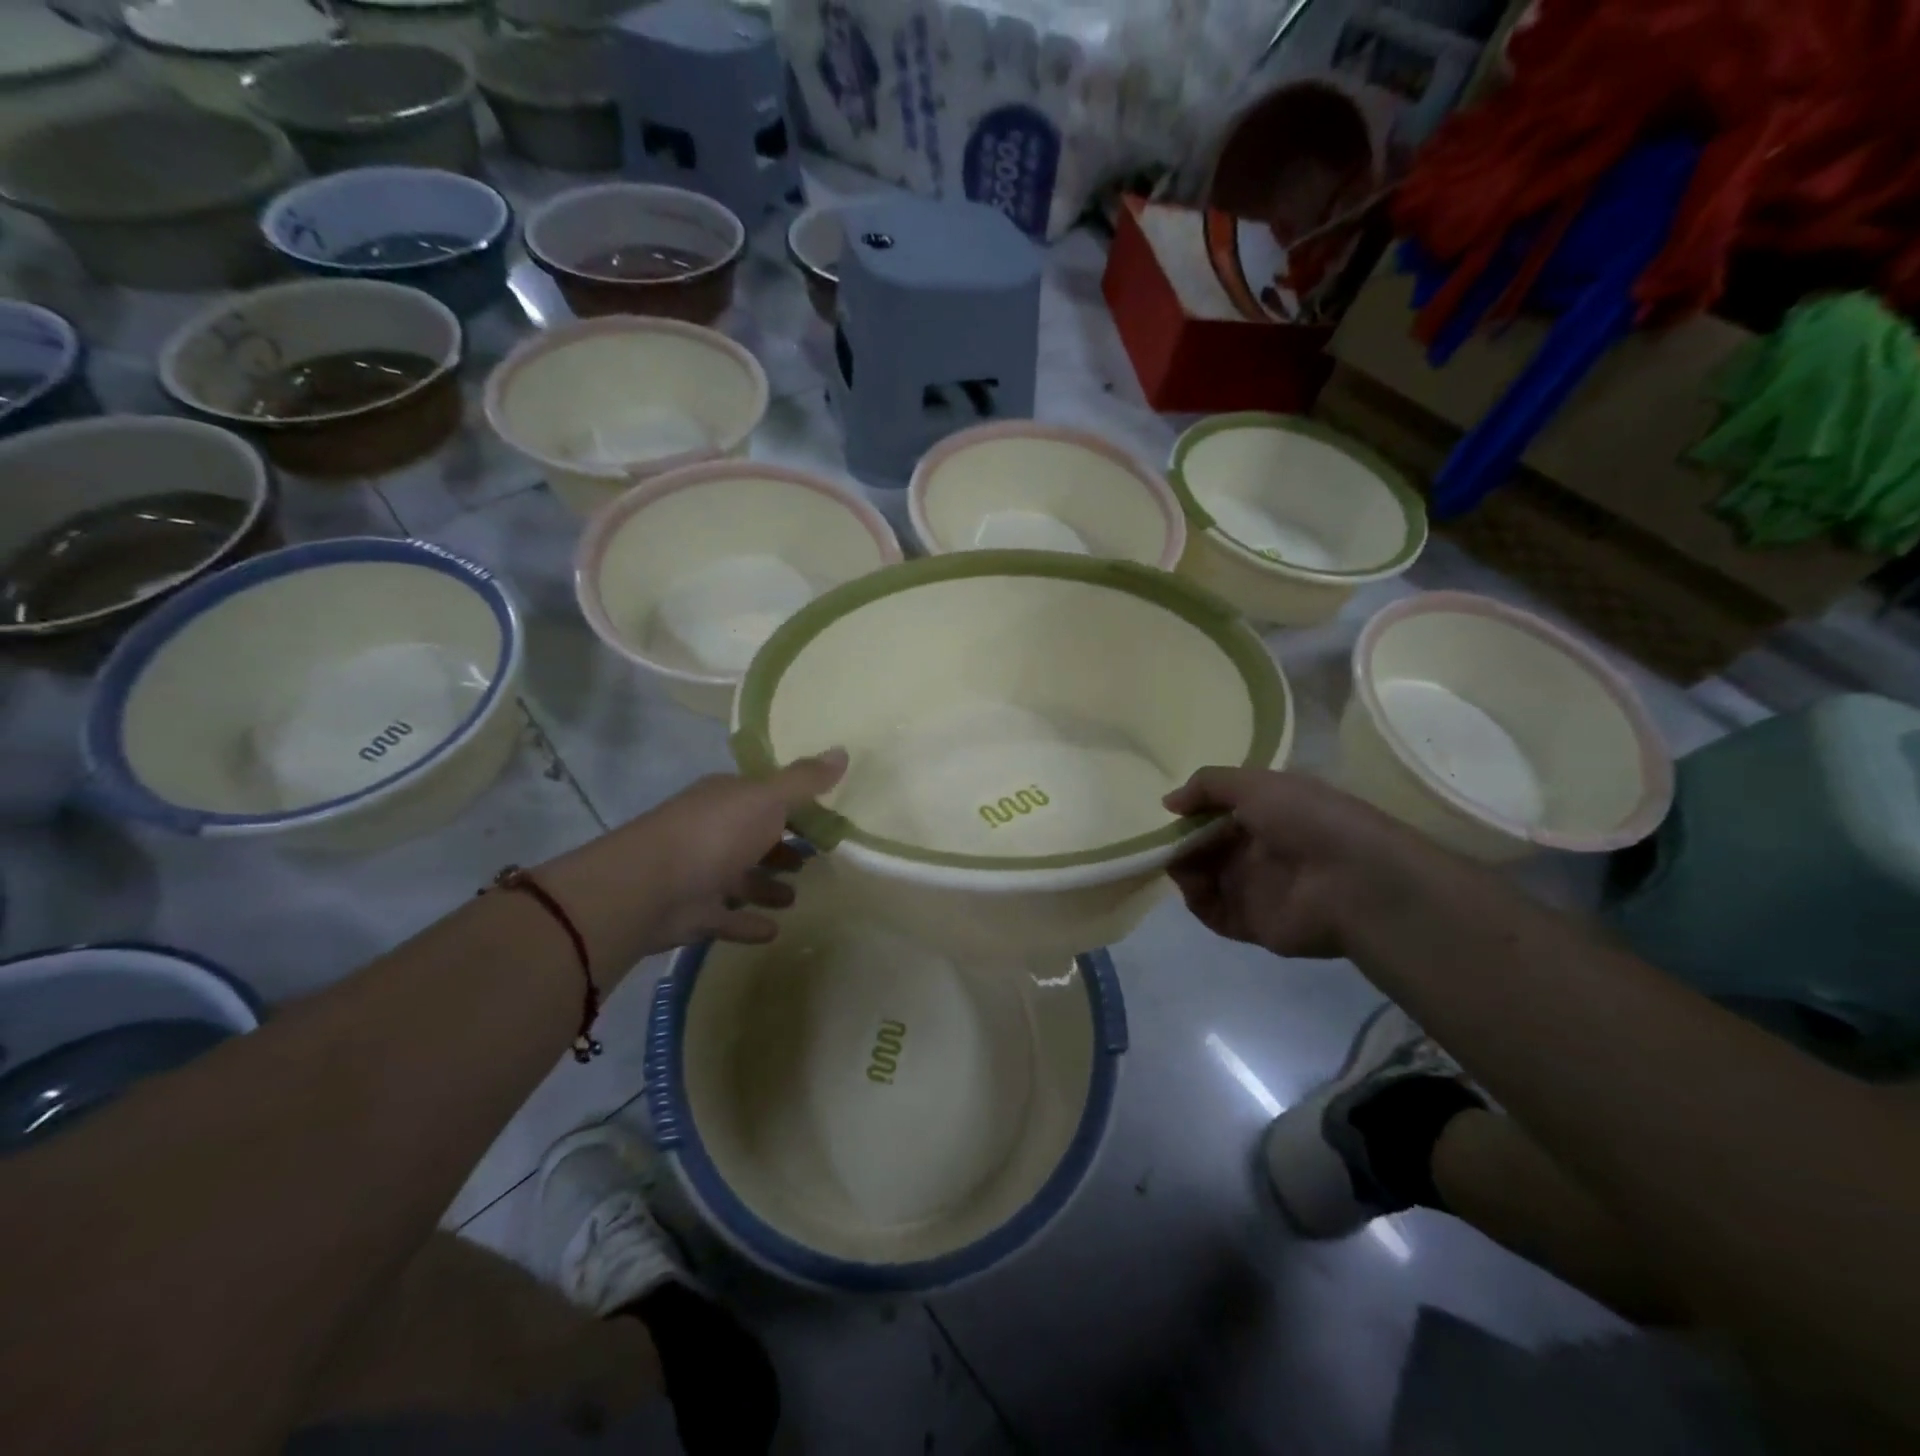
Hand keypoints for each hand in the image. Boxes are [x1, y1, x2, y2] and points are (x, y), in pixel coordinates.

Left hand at [539, 749, 846, 969]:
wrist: (649, 888)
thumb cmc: (715, 834)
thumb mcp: (767, 799)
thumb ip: (805, 781)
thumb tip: (843, 749)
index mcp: (726, 799)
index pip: (764, 797)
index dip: (793, 807)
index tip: (823, 820)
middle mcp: (711, 831)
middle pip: (752, 838)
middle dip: (779, 848)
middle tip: (810, 861)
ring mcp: (700, 873)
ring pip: (740, 879)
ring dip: (765, 887)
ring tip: (794, 897)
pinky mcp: (694, 913)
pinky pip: (728, 918)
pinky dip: (748, 923)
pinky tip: (773, 932)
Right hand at [1163, 768, 1422, 959]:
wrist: (1355, 881)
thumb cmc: (1307, 819)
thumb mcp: (1256, 784)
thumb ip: (1207, 785)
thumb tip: (1168, 803)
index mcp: (1266, 814)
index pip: (1218, 812)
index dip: (1193, 811)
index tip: (1172, 811)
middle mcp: (1258, 850)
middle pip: (1205, 846)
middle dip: (1182, 841)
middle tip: (1167, 840)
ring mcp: (1255, 888)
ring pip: (1202, 878)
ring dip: (1183, 868)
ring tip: (1180, 862)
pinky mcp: (1251, 923)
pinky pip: (1210, 912)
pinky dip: (1195, 900)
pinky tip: (1193, 886)